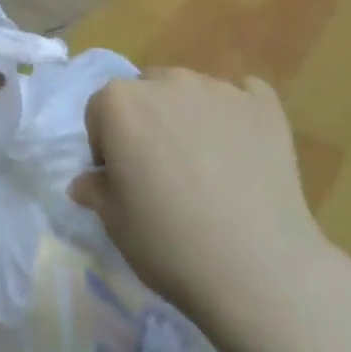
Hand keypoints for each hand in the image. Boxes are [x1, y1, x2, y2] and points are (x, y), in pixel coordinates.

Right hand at [69, 69, 330, 332]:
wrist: (259, 269)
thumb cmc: (171, 244)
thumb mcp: (116, 224)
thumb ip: (96, 191)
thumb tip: (86, 182)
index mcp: (121, 102)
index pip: (100, 110)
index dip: (105, 143)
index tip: (119, 177)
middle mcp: (168, 81)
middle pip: (146, 91)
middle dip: (146, 121)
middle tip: (160, 169)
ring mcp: (219, 89)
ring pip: (191, 92)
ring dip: (188, 116)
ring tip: (206, 165)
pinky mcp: (264, 105)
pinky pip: (244, 94)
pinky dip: (237, 114)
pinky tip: (243, 149)